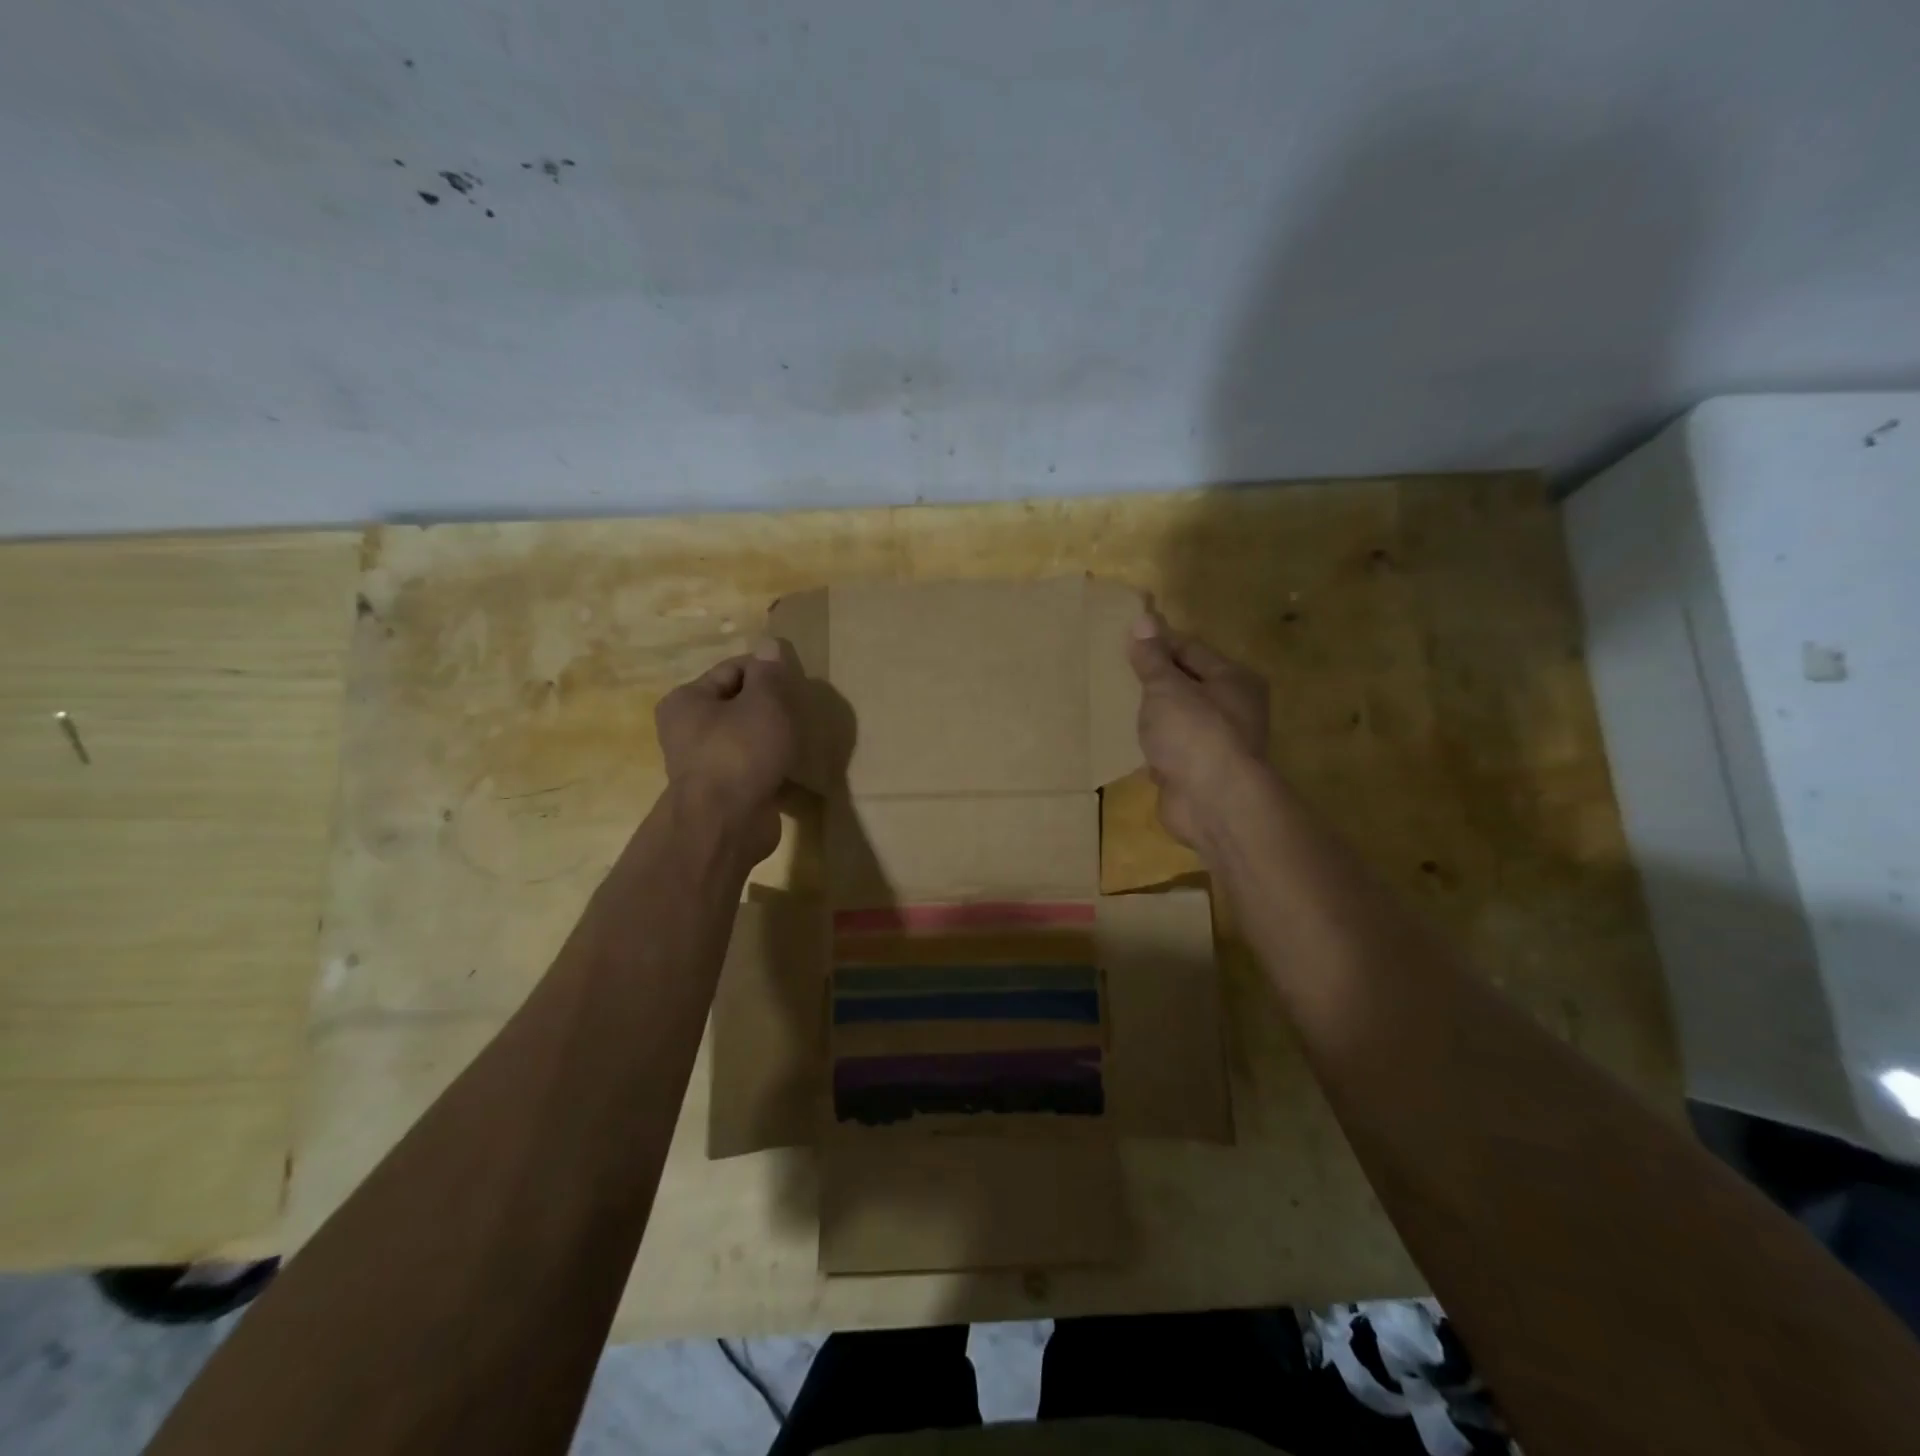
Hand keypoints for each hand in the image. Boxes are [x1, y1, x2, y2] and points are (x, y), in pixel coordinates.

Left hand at [655, 638, 798, 862]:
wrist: (726, 824)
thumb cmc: (741, 752)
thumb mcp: (764, 702)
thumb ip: (770, 673)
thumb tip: (770, 645)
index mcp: (686, 700)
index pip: (732, 669)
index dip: (767, 671)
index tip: (796, 682)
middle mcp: (686, 730)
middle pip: (738, 704)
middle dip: (770, 706)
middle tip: (800, 712)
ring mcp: (703, 764)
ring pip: (745, 737)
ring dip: (772, 737)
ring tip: (799, 739)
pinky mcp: (722, 792)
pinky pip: (751, 767)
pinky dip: (770, 765)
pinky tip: (792, 768)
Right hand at [1128, 611, 1270, 849]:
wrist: (1213, 803)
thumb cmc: (1194, 733)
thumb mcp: (1166, 688)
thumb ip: (1152, 658)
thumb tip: (1143, 619)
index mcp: (1233, 680)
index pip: (1191, 649)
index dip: (1159, 643)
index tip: (1125, 639)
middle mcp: (1232, 710)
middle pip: (1187, 685)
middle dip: (1155, 680)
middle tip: (1116, 672)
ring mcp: (1216, 745)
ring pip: (1179, 720)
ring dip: (1154, 717)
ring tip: (1117, 705)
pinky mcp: (1198, 774)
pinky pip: (1171, 751)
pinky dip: (1154, 748)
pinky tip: (1130, 743)